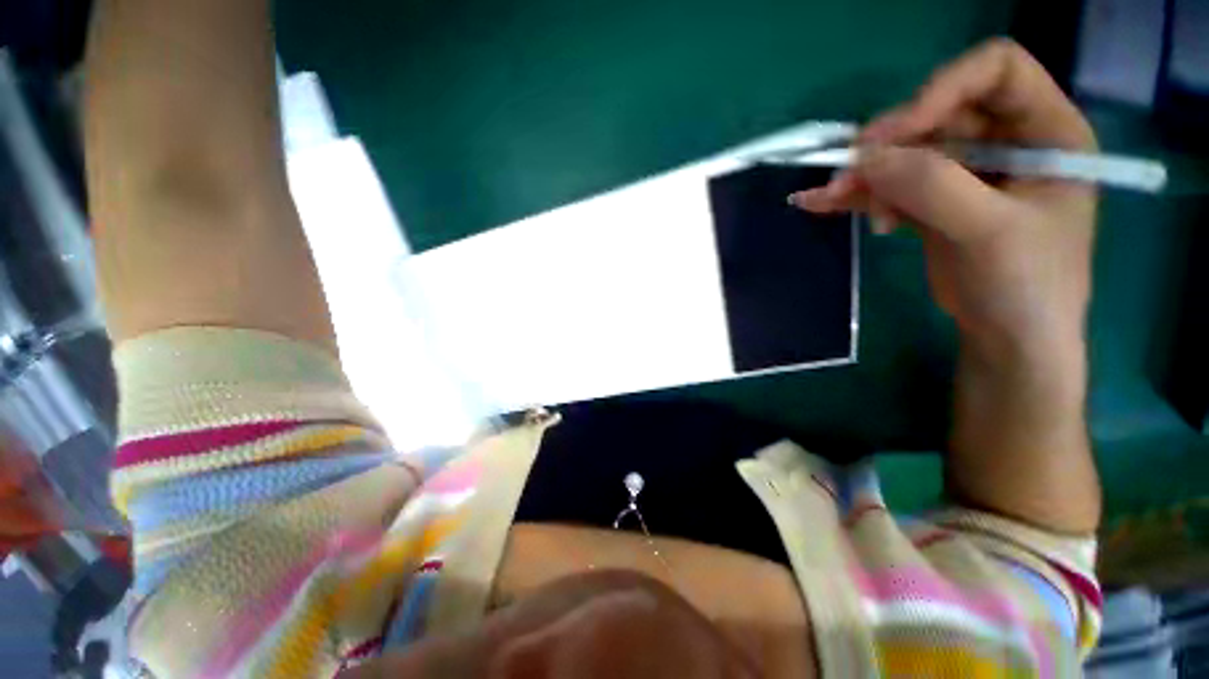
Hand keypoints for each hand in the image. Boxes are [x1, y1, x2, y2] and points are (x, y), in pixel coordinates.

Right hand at [791, 38, 1096, 353]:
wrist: (1008, 338)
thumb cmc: (1027, 286)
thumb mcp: (990, 232)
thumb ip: (933, 187)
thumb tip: (865, 159)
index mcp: (1046, 131)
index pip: (995, 72)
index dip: (943, 90)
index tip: (897, 134)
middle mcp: (1006, 141)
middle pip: (937, 114)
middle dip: (890, 145)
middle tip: (847, 175)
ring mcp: (965, 173)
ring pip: (905, 154)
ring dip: (864, 175)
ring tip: (829, 199)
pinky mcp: (932, 202)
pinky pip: (889, 186)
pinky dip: (855, 195)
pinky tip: (820, 204)